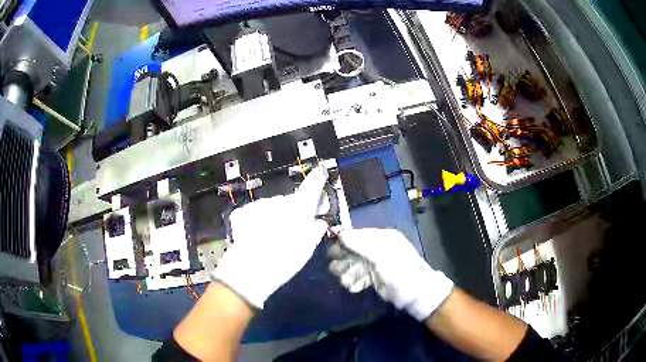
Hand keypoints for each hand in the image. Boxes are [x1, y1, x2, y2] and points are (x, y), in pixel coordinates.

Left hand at [214, 166, 328, 308]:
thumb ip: (315, 231)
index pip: (311, 187)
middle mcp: (279, 201)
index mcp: (299, 209)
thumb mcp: (307, 249)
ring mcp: (259, 205)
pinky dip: (256, 221)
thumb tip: (318, 222)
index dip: (317, 178)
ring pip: (270, 207)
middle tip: (287, 232)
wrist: (250, 269)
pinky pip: (255, 213)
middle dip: (289, 211)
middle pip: (288, 201)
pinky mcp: (243, 211)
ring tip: (268, 238)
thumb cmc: (285, 259)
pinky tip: (254, 236)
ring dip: (272, 216)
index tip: (320, 170)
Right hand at [328, 228, 453, 320]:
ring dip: (347, 273)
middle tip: (336, 270)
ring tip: (346, 282)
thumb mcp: (381, 256)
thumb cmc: (400, 272)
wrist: (415, 295)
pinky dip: (355, 281)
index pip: (357, 235)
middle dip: (343, 261)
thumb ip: (360, 245)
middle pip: (353, 250)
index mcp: (382, 238)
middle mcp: (377, 248)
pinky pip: (359, 276)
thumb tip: (340, 232)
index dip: (343, 242)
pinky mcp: (375, 278)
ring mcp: (376, 264)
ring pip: (354, 265)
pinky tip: (354, 288)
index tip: (331, 252)